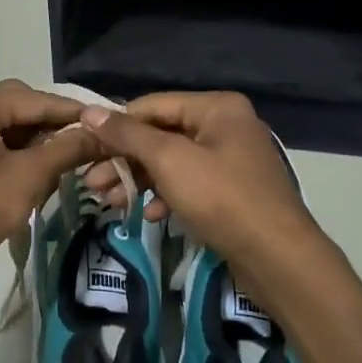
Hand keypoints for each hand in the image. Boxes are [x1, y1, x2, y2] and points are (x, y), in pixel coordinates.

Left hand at [0, 80, 100, 289]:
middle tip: (84, 140)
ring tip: (62, 154)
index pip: (32, 99)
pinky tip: (31, 162)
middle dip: (48, 122)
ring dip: (29, 134)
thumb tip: (100, 134)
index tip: (104, 120)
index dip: (70, 111)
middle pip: (14, 103)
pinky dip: (7, 145)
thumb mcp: (27, 179)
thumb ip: (66, 150)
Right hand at [80, 92, 320, 267]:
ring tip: (108, 203)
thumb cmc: (221, 198)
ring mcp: (231, 160)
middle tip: (91, 185)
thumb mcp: (169, 161)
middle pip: (161, 135)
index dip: (116, 126)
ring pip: (172, 163)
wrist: (276, 256)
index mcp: (216, 108)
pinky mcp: (232, 191)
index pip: (152, 106)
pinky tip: (148, 216)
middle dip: (124, 160)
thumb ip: (128, 135)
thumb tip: (88, 112)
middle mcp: (225, 126)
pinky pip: (189, 184)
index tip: (84, 149)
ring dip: (139, 181)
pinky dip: (166, 196)